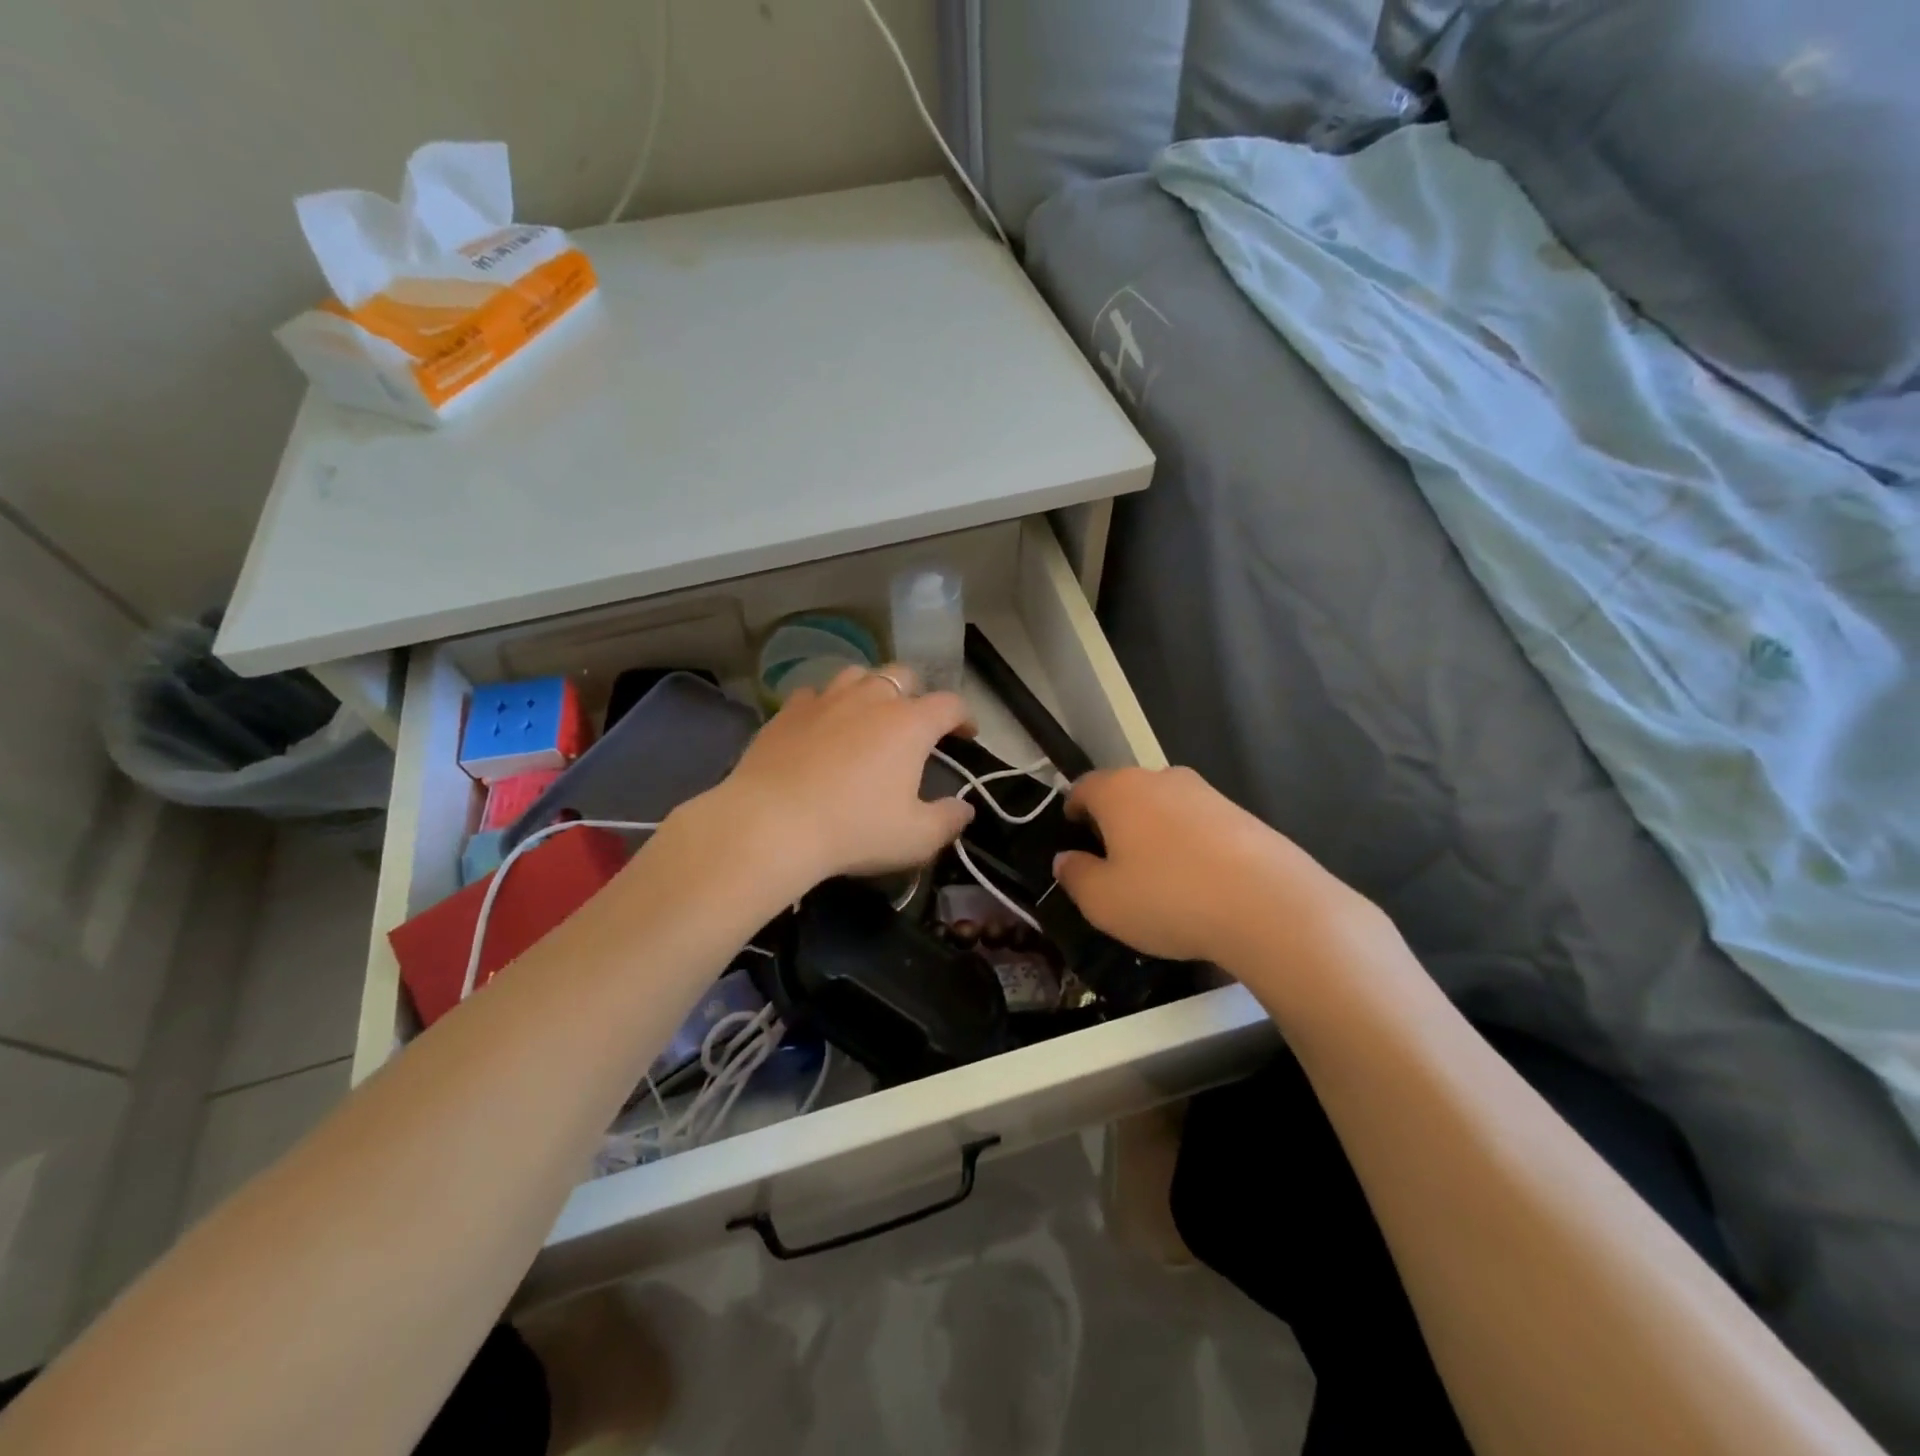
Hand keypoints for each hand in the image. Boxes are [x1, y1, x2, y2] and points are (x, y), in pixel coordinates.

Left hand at [702, 664, 975, 892]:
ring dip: (871, 688)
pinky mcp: (787, 711)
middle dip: (918, 692)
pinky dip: (827, 704)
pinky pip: (814, 694)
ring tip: (870, 713)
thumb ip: (948, 821)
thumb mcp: (915, 838)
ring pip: (857, 674)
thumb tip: (964, 809)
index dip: (964, 717)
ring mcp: (826, 700)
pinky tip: (822, 725)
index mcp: (909, 724)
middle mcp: (871, 699)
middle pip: (903, 675)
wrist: (771, 825)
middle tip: (916, 722)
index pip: (950, 704)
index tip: (967, 735)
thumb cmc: (854, 830)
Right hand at [1052, 766, 1369, 965]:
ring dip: (1154, 833)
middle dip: (1114, 821)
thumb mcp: (1103, 901)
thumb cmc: (1168, 897)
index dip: (1072, 810)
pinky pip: (1199, 825)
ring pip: (1165, 808)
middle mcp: (1161, 779)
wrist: (1269, 905)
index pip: (1083, 787)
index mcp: (1119, 790)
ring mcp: (1206, 793)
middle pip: (1125, 793)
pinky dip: (1189, 845)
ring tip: (1157, 876)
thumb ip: (1075, 876)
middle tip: (1111, 861)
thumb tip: (1065, 859)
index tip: (1072, 835)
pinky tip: (1197, 882)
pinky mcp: (1242, 815)